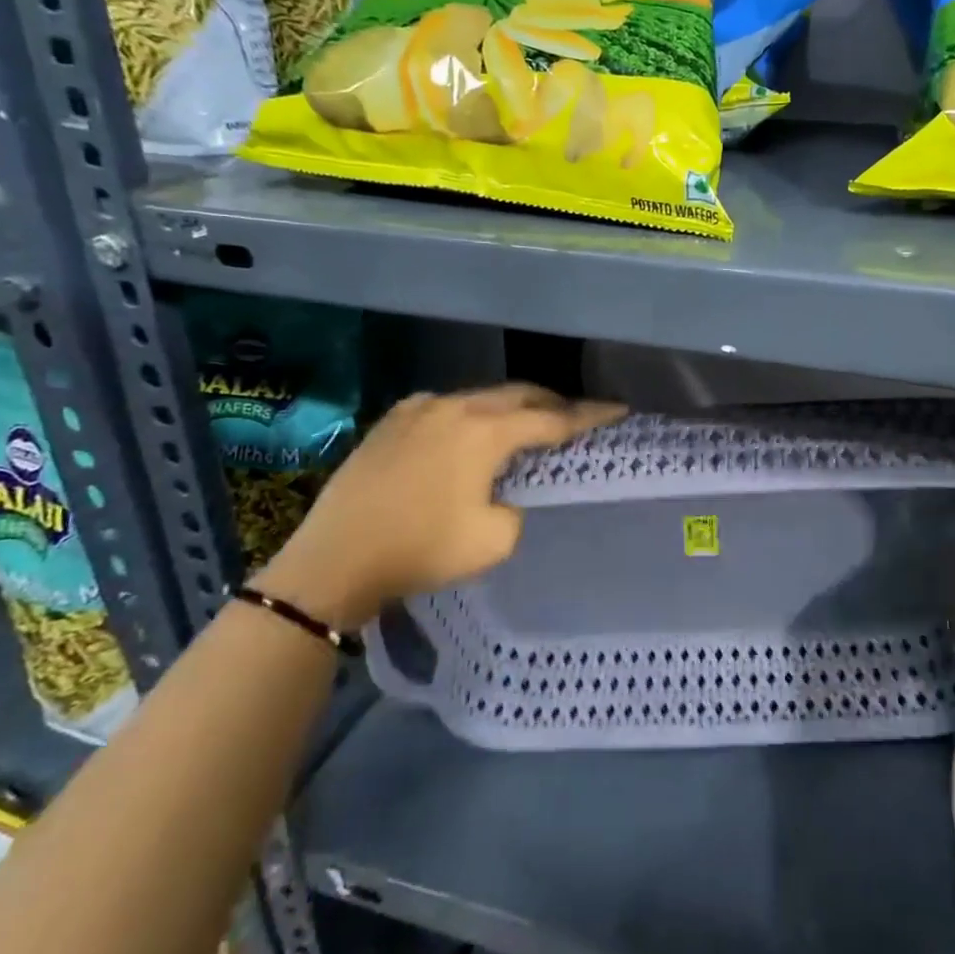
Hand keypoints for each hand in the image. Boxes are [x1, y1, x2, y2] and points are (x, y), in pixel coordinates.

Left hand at [255, 384, 625, 629]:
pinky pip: (446, 405)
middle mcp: (457, 406)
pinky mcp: (393, 419)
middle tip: (575, 417)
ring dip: (511, 407)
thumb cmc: (420, 550)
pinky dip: (471, 413)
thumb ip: (519, 507)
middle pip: (520, 395)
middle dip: (553, 404)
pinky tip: (469, 430)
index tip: (619, 409)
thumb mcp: (493, 540)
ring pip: (482, 396)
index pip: (553, 419)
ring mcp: (421, 408)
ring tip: (526, 424)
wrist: (334, 558)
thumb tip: (509, 494)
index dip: (590, 416)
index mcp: (486, 432)